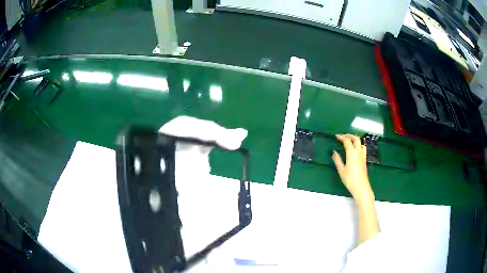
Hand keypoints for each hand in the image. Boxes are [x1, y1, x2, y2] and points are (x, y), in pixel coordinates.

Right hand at [332, 134, 373, 202]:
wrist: (361, 187)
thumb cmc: (350, 179)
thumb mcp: (341, 170)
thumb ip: (337, 160)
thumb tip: (334, 152)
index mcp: (352, 153)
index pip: (347, 141)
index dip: (341, 137)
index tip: (336, 136)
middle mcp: (358, 152)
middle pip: (355, 138)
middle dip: (349, 135)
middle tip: (342, 136)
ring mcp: (363, 155)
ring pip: (360, 142)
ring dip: (355, 139)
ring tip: (349, 141)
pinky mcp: (364, 160)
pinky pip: (362, 148)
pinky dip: (358, 144)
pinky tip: (355, 149)